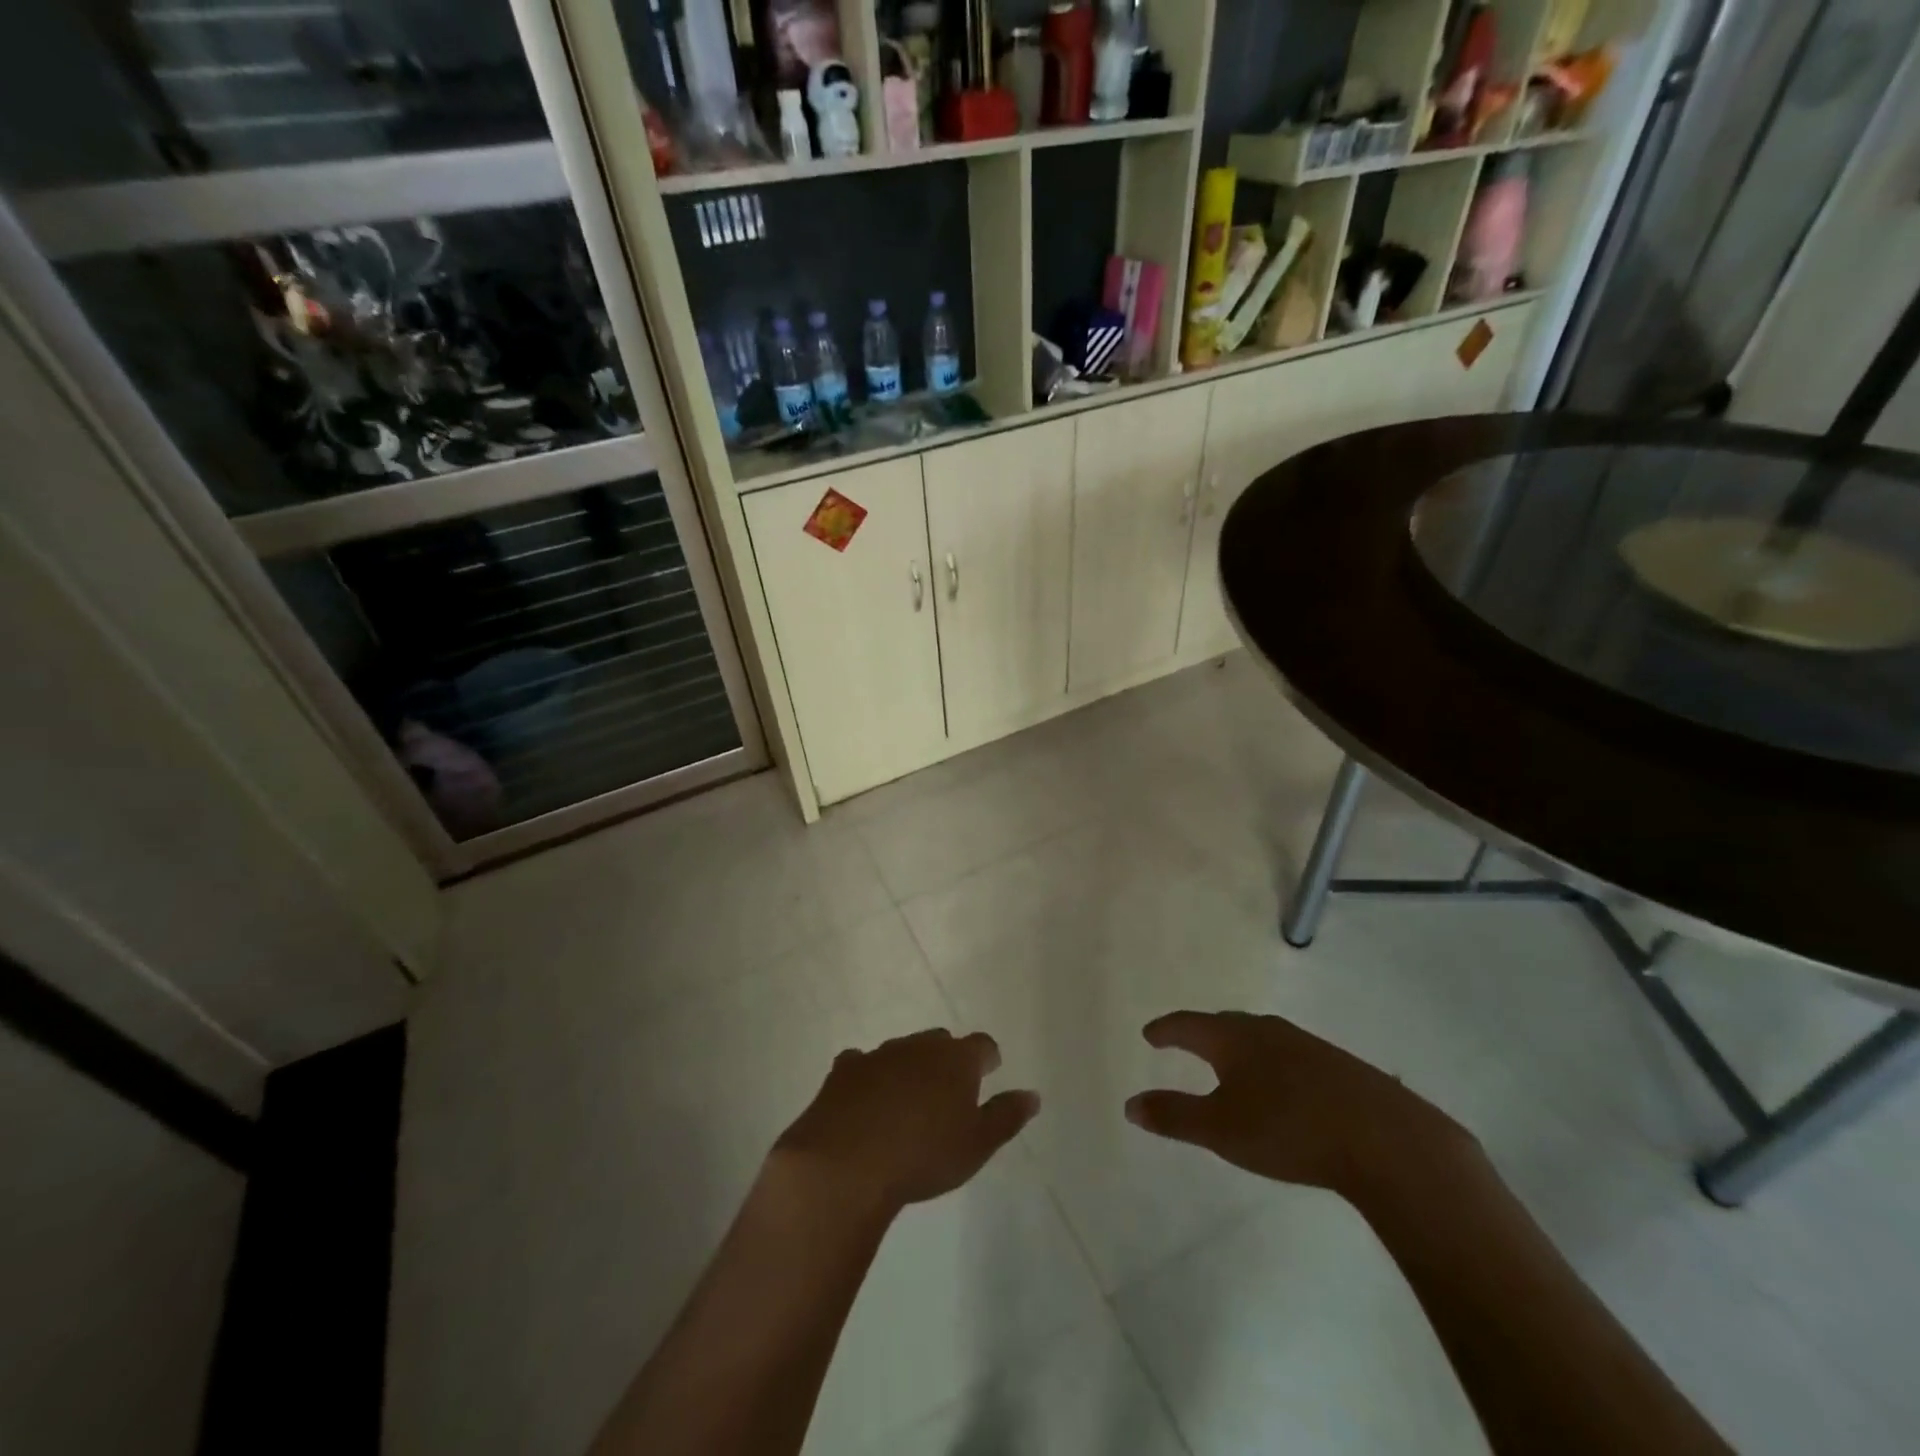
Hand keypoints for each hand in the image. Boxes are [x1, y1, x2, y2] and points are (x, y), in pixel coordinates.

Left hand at [773, 1029, 1039, 1215]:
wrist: (848, 1163)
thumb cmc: (924, 1156)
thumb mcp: (977, 1145)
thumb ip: (1006, 1116)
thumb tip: (1032, 1095)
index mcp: (956, 1059)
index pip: (982, 1045)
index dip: (987, 1059)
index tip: (989, 1072)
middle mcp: (919, 1046)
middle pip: (940, 1042)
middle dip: (946, 1060)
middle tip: (948, 1091)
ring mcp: (879, 1054)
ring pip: (902, 1051)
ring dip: (908, 1068)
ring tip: (907, 1101)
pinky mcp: (845, 1070)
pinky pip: (862, 1064)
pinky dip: (868, 1077)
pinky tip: (865, 1100)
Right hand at [1124, 1010, 1476, 1201]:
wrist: (1387, 1140)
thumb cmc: (1289, 1129)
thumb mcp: (1221, 1129)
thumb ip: (1174, 1116)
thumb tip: (1130, 1104)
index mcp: (1233, 1039)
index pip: (1188, 1025)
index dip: (1166, 1030)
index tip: (1150, 1034)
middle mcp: (1267, 1031)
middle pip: (1225, 1024)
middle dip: (1202, 1033)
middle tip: (1186, 1042)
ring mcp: (1307, 1045)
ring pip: (1261, 1038)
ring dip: (1240, 1047)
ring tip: (1231, 1062)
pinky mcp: (1340, 1066)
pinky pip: (1290, 1055)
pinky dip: (1272, 1063)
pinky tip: (1284, 1085)